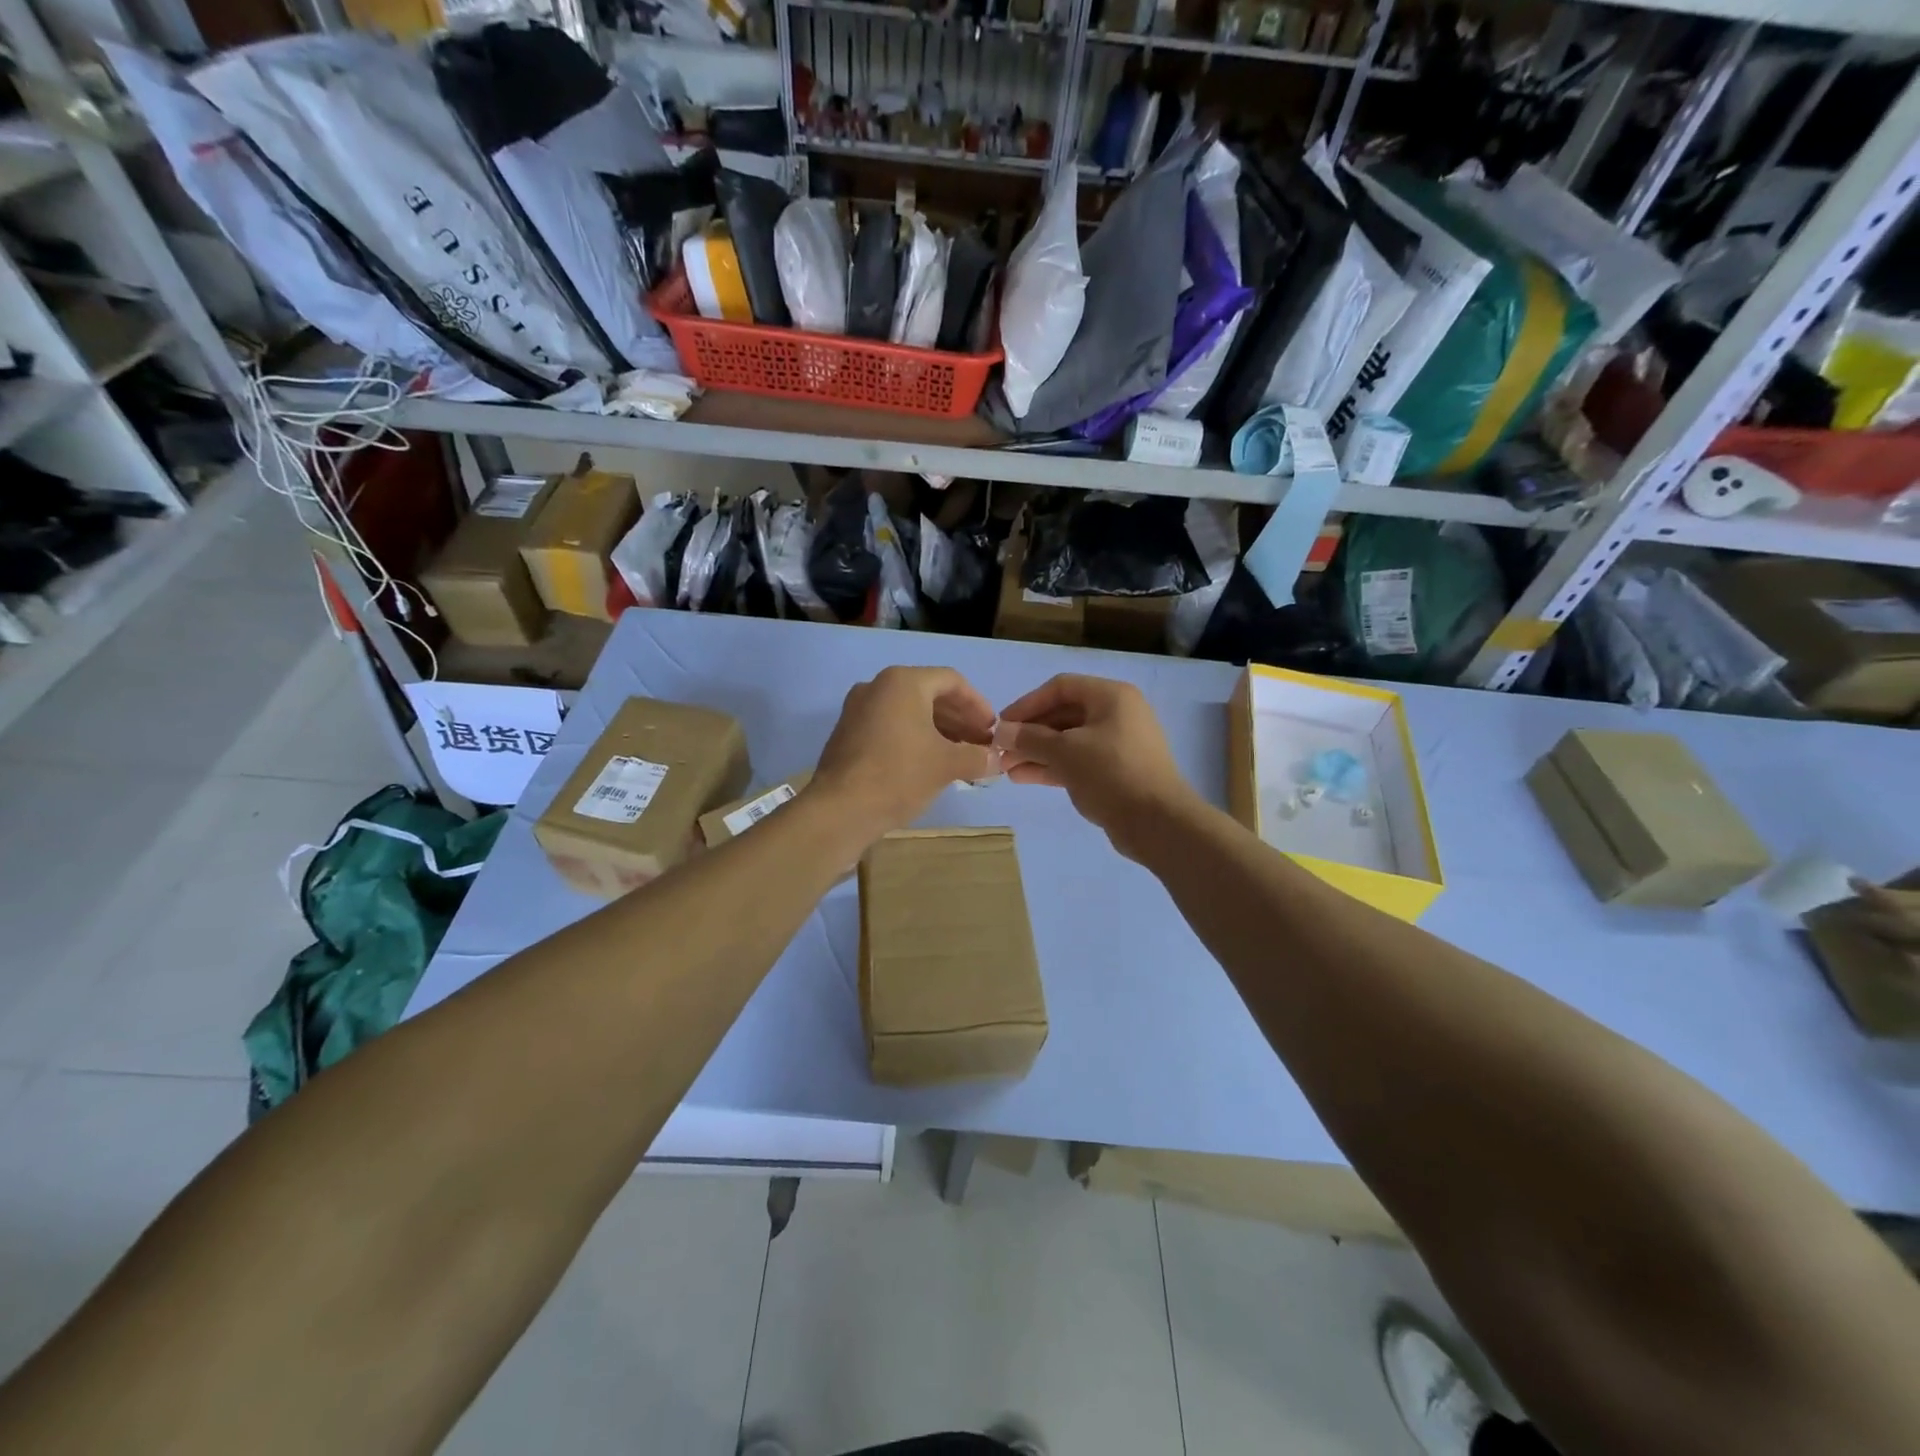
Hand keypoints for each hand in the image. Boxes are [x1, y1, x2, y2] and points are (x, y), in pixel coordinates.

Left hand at [813, 666, 994, 840]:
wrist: (839, 810)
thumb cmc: (899, 776)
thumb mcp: (947, 765)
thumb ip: (977, 757)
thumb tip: (998, 759)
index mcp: (903, 682)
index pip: (952, 681)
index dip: (978, 704)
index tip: (993, 729)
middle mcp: (878, 686)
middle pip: (930, 694)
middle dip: (960, 719)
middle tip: (980, 744)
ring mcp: (858, 709)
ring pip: (909, 711)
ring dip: (939, 730)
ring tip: (961, 756)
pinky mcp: (848, 733)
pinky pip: (891, 725)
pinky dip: (914, 737)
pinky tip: (930, 763)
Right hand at [994, 674, 1197, 860]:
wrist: (1157, 822)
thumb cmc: (1111, 773)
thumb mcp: (1065, 752)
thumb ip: (1030, 739)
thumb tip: (1001, 732)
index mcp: (1111, 697)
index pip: (1060, 688)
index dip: (1027, 704)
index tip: (1002, 724)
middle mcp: (1116, 714)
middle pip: (1063, 715)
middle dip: (1029, 733)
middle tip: (1000, 751)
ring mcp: (1117, 744)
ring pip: (1068, 741)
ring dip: (1036, 752)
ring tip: (1006, 769)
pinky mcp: (1115, 772)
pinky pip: (1078, 761)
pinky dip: (1052, 766)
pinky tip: (1024, 777)